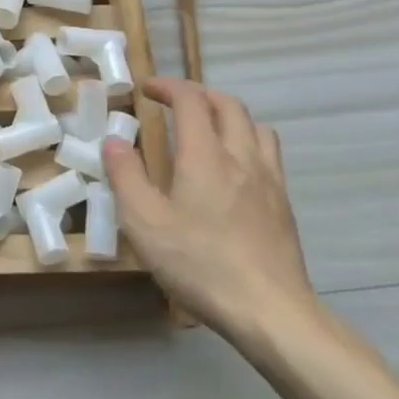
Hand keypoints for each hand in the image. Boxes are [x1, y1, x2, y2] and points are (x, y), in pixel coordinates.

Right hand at [103, 78, 317, 337]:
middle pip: (228, 104)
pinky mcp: (284, 206)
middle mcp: (241, 157)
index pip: (191, 99)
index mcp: (205, 155)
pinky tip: (233, 171)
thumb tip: (114, 141)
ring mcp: (269, 180)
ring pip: (256, 126)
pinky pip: (268, 154)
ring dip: (229, 116)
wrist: (272, 312)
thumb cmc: (200, 264)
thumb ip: (126, 176)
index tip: (146, 89)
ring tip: (208, 130)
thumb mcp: (145, 223)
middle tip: (174, 103)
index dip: (168, 86)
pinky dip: (247, 143)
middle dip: (199, 94)